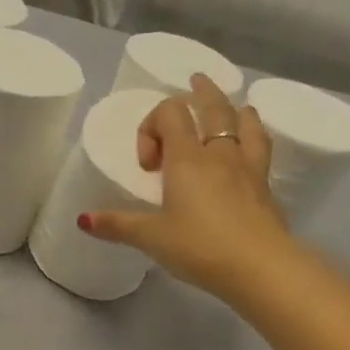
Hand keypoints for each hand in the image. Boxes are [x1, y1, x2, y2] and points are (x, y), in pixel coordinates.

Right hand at [82, 74, 292, 299]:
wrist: (260, 267)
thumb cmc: (199, 246)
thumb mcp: (151, 238)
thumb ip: (118, 225)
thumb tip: (83, 220)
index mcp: (187, 158)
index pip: (170, 113)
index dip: (152, 126)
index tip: (148, 165)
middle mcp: (219, 154)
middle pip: (214, 107)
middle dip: (202, 92)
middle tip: (195, 82)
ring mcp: (248, 168)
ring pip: (247, 123)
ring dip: (236, 110)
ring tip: (234, 108)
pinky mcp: (266, 188)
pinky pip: (262, 149)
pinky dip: (255, 137)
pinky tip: (253, 148)